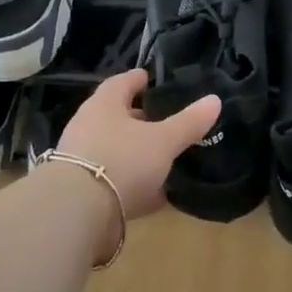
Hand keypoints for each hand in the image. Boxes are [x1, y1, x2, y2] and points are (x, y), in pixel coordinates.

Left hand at [57, 69, 220, 222]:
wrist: (77, 212)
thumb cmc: (121, 160)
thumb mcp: (163, 141)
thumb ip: (188, 122)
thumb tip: (215, 100)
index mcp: (104, 105)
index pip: (121, 82)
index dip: (138, 79)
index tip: (151, 79)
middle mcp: (87, 126)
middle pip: (116, 117)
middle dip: (138, 118)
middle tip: (163, 119)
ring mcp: (81, 160)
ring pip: (114, 150)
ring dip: (136, 153)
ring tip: (163, 157)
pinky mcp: (82, 191)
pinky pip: (114, 182)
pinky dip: (134, 185)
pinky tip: (156, 195)